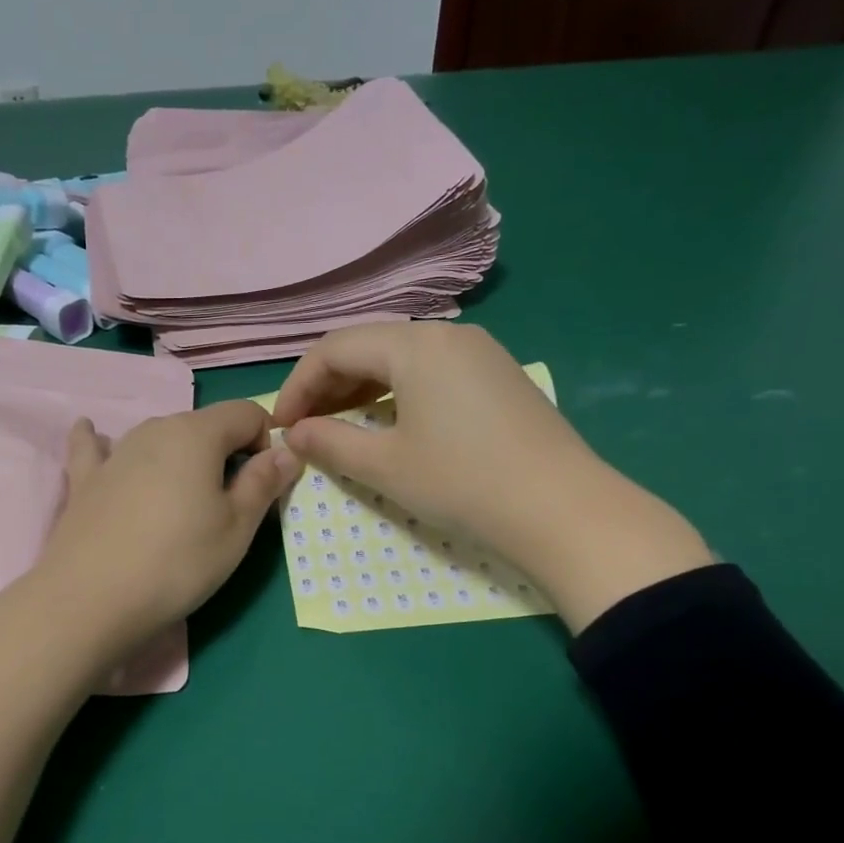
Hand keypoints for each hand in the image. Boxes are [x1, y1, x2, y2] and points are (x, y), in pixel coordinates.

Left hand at [32, 400, 299, 652]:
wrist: (92, 599)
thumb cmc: (178, 563)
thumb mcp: (237, 528)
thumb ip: (264, 483)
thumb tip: (286, 451)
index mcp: (197, 434)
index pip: (246, 413)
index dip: (265, 441)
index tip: (264, 482)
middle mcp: (154, 429)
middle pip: (202, 425)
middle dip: (223, 452)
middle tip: (226, 504)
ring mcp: (114, 453)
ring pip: (158, 438)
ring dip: (178, 456)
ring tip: (179, 496)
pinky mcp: (84, 480)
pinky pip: (95, 448)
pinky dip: (100, 442)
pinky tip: (92, 434)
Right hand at [272, 322, 583, 561]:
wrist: (562, 509)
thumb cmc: (462, 483)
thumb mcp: (385, 466)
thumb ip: (330, 441)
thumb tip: (293, 432)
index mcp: (415, 345)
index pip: (334, 348)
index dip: (298, 385)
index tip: (281, 425)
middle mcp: (447, 334)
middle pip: (367, 345)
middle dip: (327, 384)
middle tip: (305, 426)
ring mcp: (479, 351)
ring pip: (400, 356)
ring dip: (360, 387)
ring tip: (338, 424)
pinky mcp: (497, 375)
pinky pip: (431, 370)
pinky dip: (396, 390)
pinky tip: (389, 420)